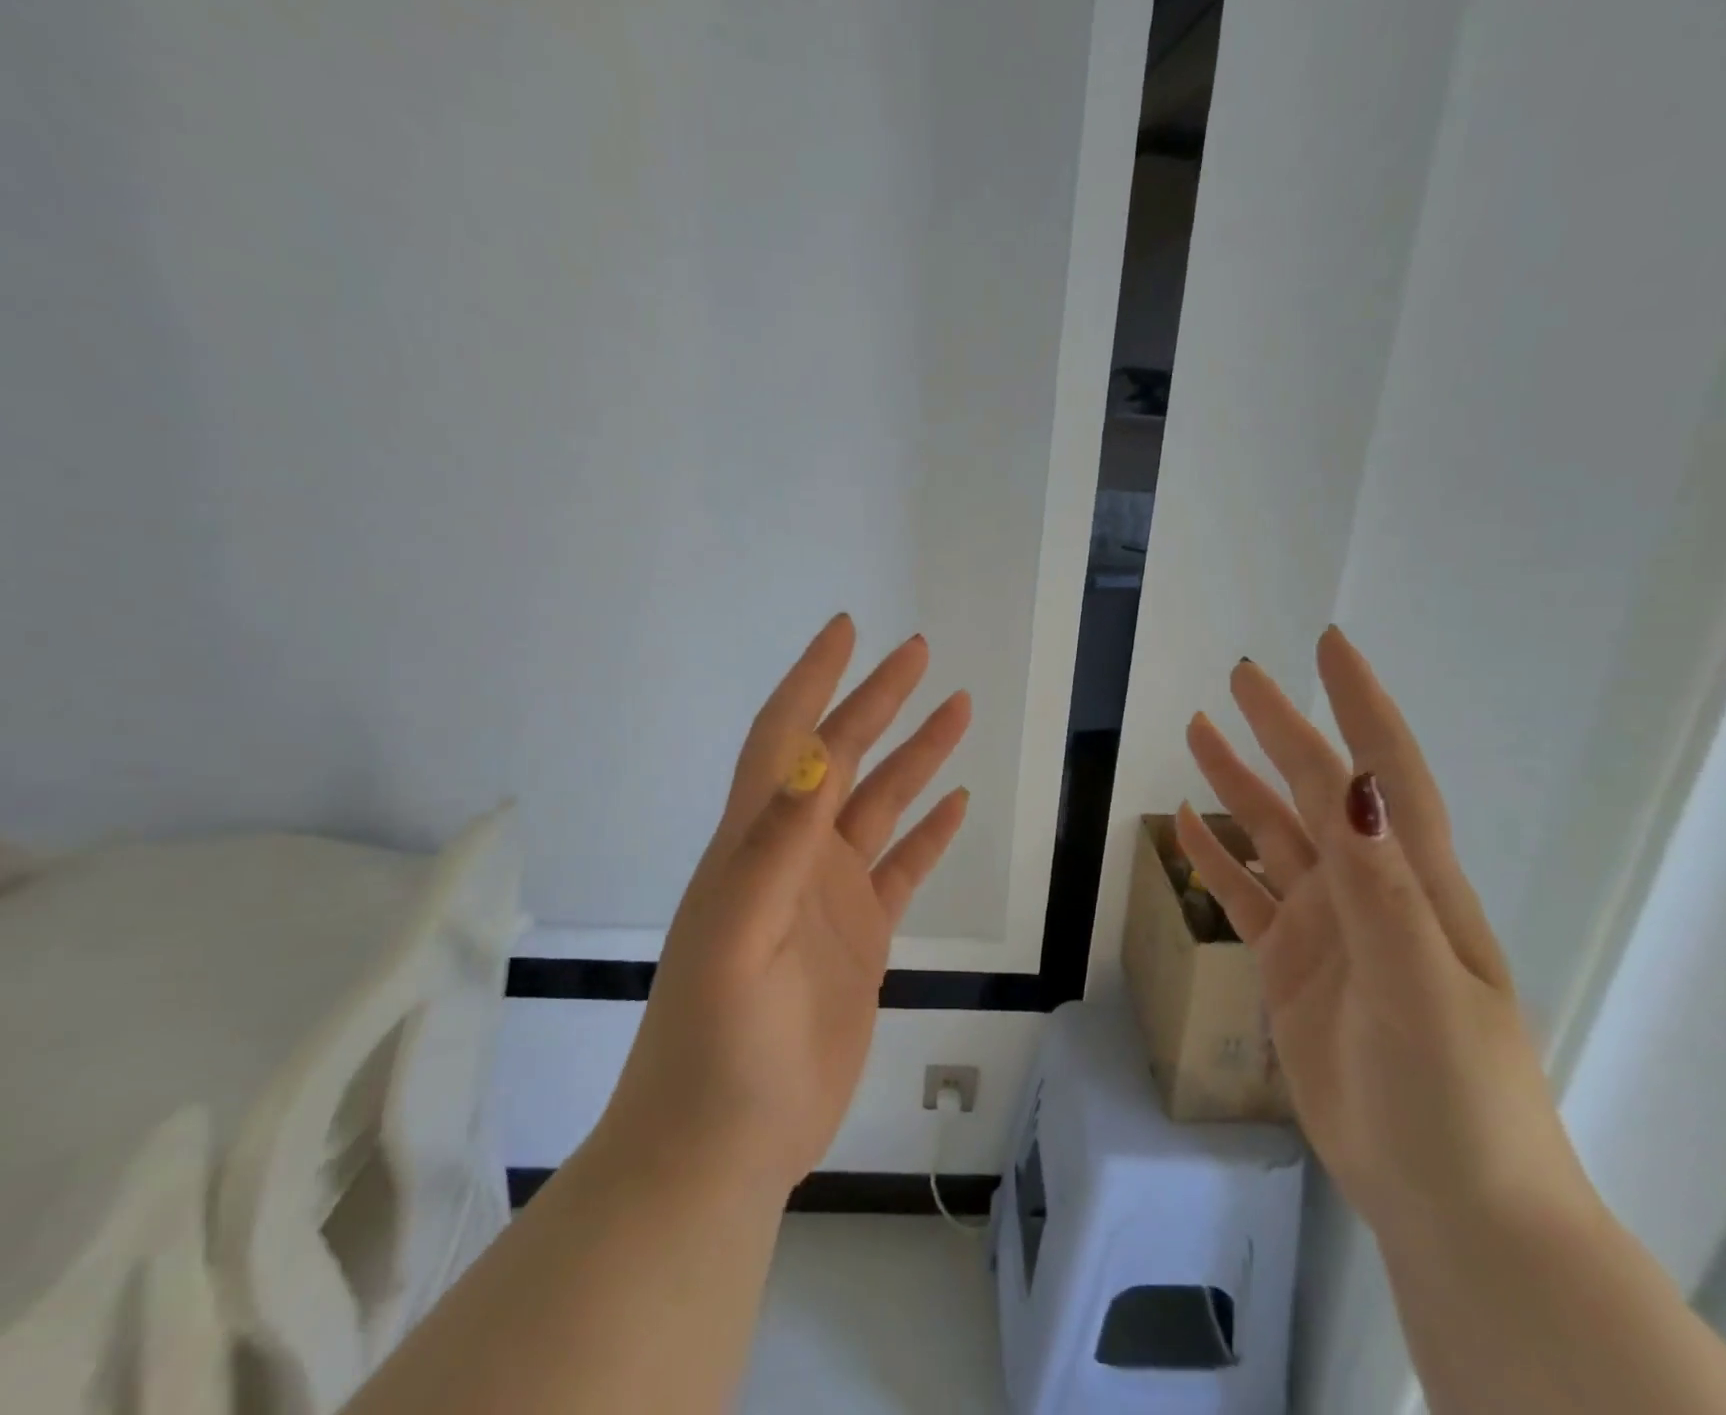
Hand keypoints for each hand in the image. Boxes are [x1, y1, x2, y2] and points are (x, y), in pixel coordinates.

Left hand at [599, 615, 971, 1196]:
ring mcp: (828, 895)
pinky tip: (956, 804)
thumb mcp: (736, 940)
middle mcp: (793, 855)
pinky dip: (929, 833)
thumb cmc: (717, 1045)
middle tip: (920, 653)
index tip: (846, 629)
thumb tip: (815, 757)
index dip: (813, 679)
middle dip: (878, 700)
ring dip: (916, 756)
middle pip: (842, 757)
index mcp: (754, 843)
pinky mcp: (860, 937)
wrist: (722, 1146)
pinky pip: (903, 868)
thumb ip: (775, 849)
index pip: (785, 738)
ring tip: (958, 709)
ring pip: (881, 805)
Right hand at [1176, 627, 1592, 1242]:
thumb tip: (1352, 786)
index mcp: (1412, 882)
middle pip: (1314, 790)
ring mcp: (1325, 926)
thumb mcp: (1421, 988)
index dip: (1358, 705)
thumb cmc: (1454, 1095)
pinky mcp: (1290, 963)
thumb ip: (1382, 887)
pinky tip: (1185, 824)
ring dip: (1237, 782)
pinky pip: (1243, 893)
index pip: (1384, 772)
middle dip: (1280, 729)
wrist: (1447, 1201)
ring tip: (1196, 733)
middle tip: (1238, 678)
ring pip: (1271, 834)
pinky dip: (1214, 856)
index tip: (1328, 645)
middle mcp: (1366, 889)